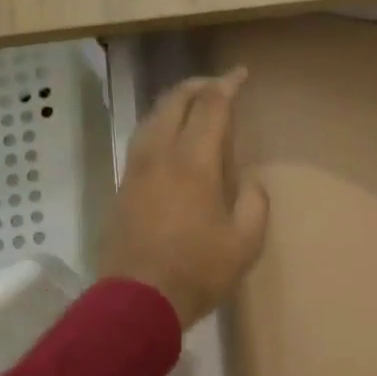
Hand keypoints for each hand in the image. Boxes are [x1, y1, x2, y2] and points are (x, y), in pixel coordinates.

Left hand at [99, 69, 268, 328]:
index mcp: (193, 162)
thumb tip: (247, 182)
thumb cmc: (197, 271)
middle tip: (218, 84)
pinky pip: (142, 139)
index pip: (211, 107)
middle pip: (175, 102)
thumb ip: (253, 204)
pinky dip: (159, 124)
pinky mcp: (122, 187)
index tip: (240, 74)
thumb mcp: (245, 243)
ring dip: (174, 102)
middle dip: (198, 85)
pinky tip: (169, 137)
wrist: (137, 301)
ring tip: (193, 105)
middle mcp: (160, 155)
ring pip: (152, 118)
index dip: (227, 85)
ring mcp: (135, 170)